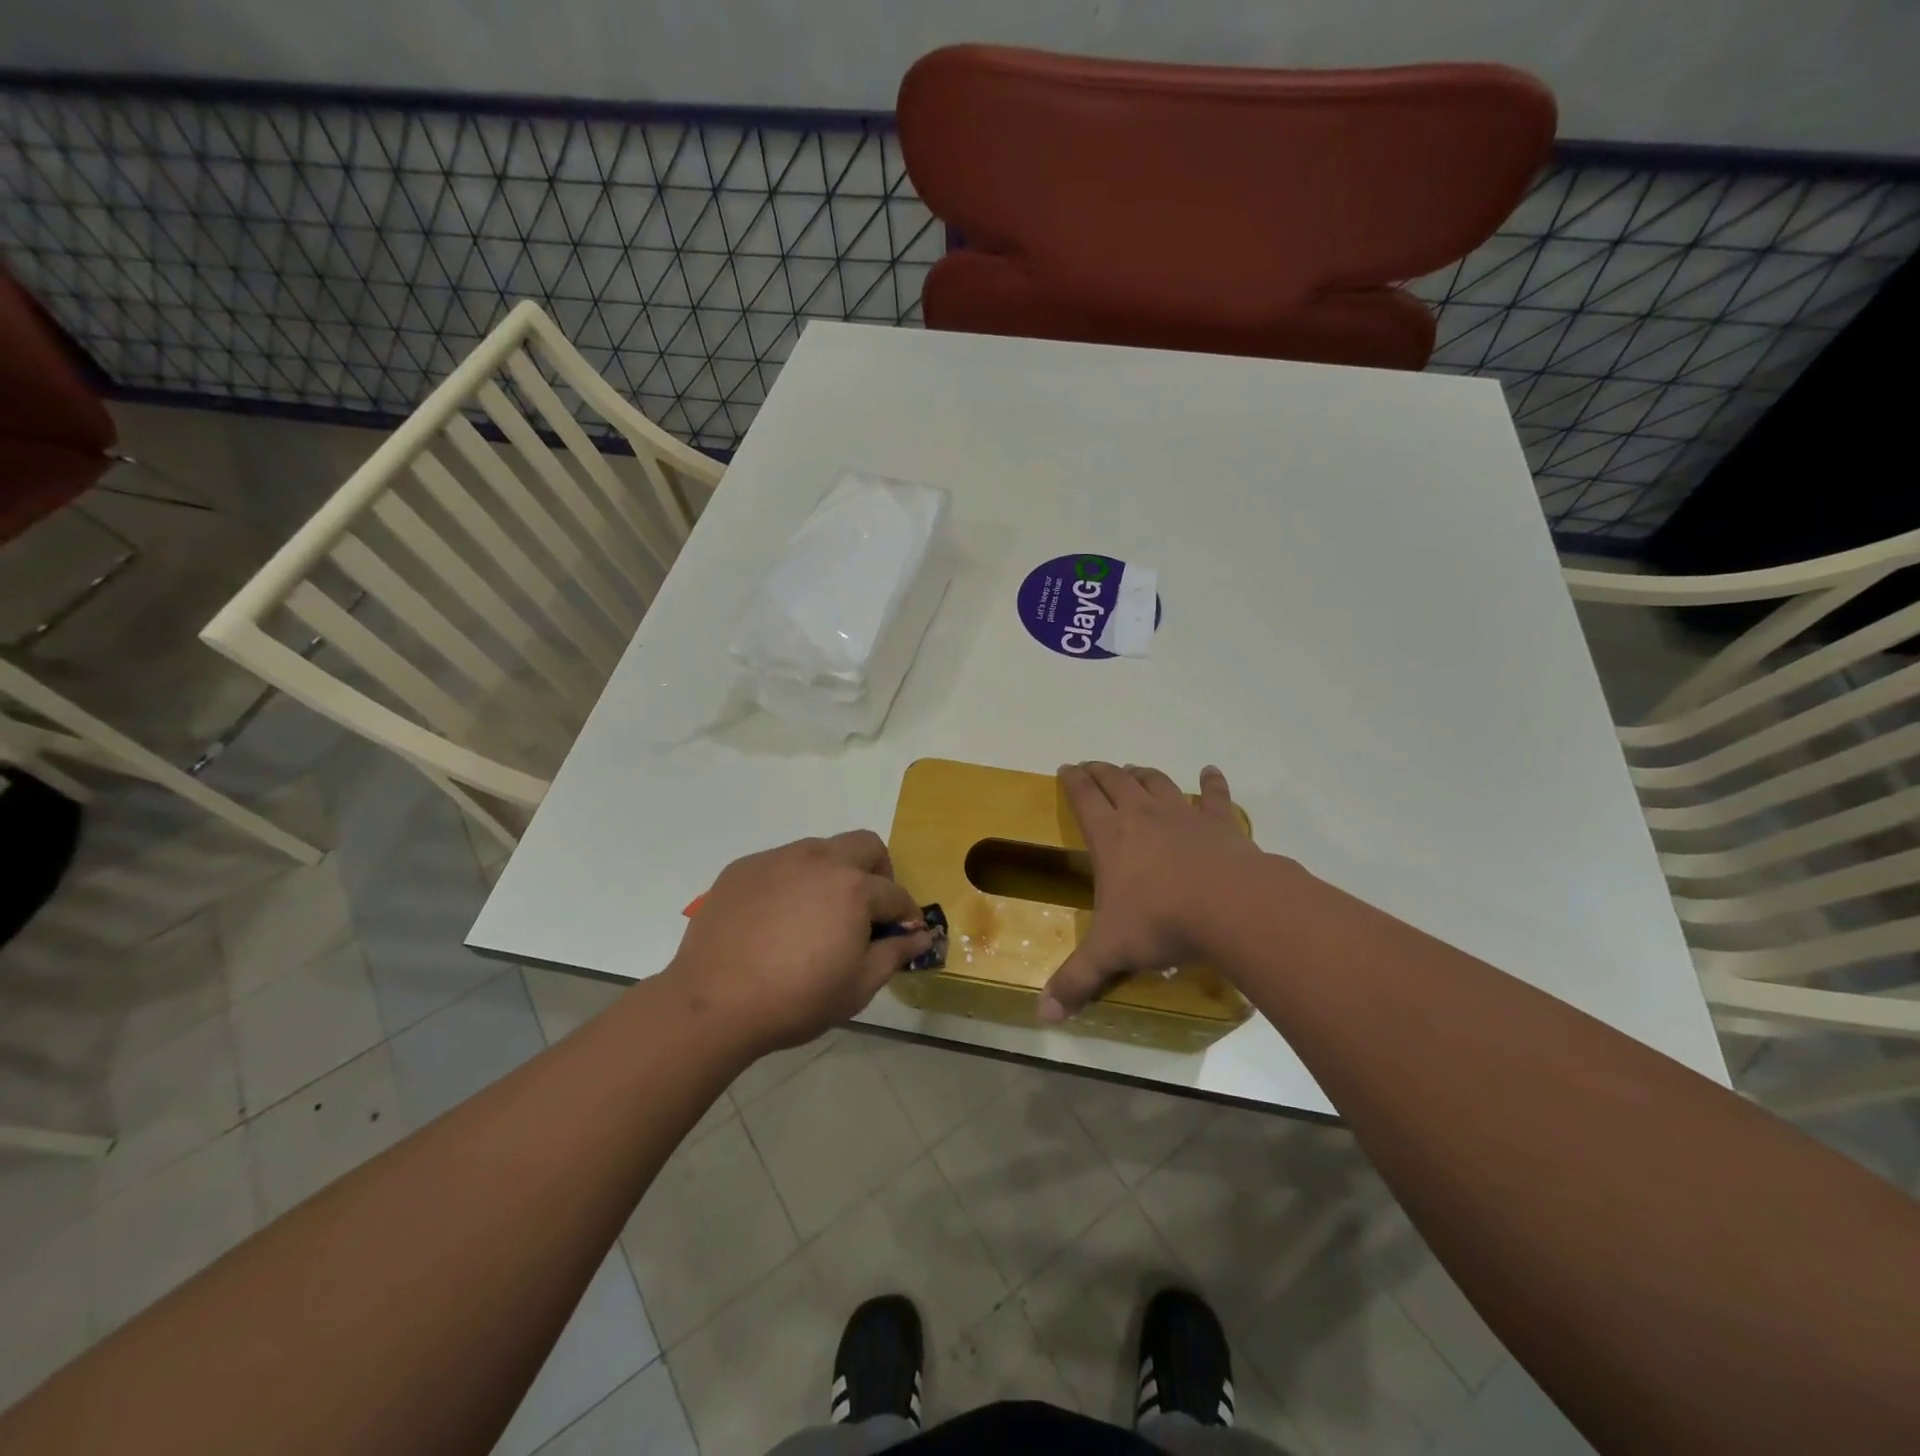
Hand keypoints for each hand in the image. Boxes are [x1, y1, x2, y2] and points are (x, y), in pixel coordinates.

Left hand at [665, 832, 930, 1055]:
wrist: (713, 1003)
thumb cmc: (796, 999)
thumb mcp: (858, 986)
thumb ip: (895, 953)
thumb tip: (921, 936)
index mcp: (853, 887)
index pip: (895, 893)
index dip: (906, 915)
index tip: (904, 933)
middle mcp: (819, 859)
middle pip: (865, 845)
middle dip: (879, 872)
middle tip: (868, 909)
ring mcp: (778, 859)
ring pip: (821, 849)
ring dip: (834, 872)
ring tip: (819, 914)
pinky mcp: (744, 868)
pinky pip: (781, 863)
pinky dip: (793, 881)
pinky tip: (778, 919)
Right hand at [1040, 763, 1259, 1022]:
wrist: (1229, 906)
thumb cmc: (1161, 922)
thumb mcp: (1111, 953)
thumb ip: (1076, 981)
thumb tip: (1043, 1017)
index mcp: (1111, 837)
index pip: (1084, 797)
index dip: (1073, 781)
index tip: (1066, 768)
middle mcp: (1142, 815)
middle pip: (1116, 781)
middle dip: (1101, 771)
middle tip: (1092, 766)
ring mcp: (1183, 814)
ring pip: (1157, 783)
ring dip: (1142, 774)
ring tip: (1134, 770)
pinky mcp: (1220, 823)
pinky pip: (1214, 796)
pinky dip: (1211, 782)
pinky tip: (1209, 771)